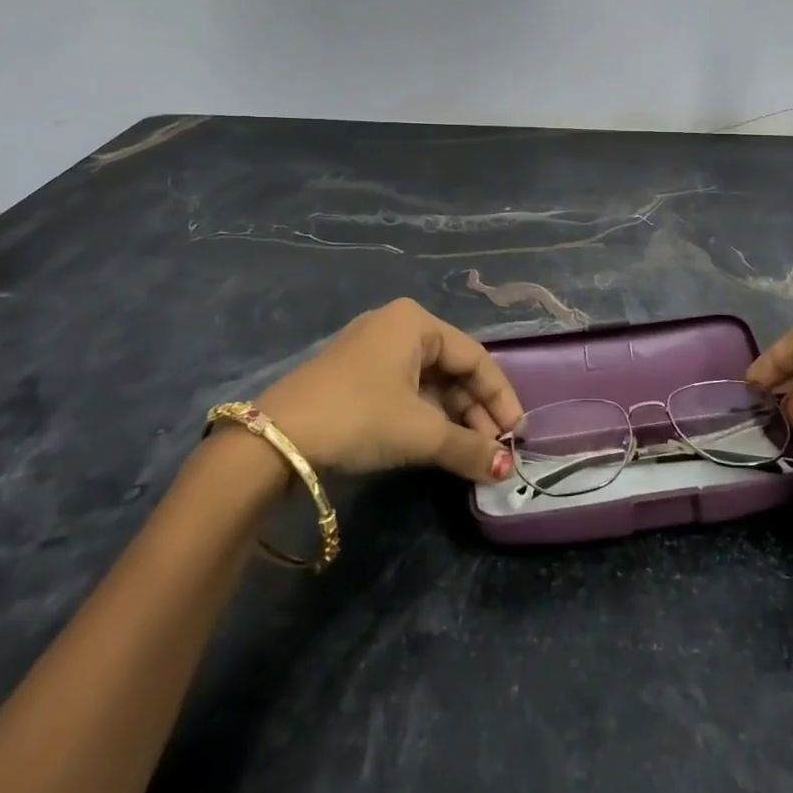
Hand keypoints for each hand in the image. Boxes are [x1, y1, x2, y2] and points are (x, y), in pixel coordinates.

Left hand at [251, 300, 523, 482]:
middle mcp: (397, 326)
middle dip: (477, 412)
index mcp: (416, 322)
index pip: (475, 357)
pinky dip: (427, 418)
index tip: (518, 435)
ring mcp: (373, 351)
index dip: (500, 397)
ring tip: (472, 455)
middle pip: (453, 369)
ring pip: (429, 383)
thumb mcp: (420, 432)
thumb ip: (468, 447)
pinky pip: (406, 392)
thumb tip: (505, 471)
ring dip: (453, 419)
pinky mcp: (356, 377)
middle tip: (495, 451)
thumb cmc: (359, 416)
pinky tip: (439, 445)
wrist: (274, 440)